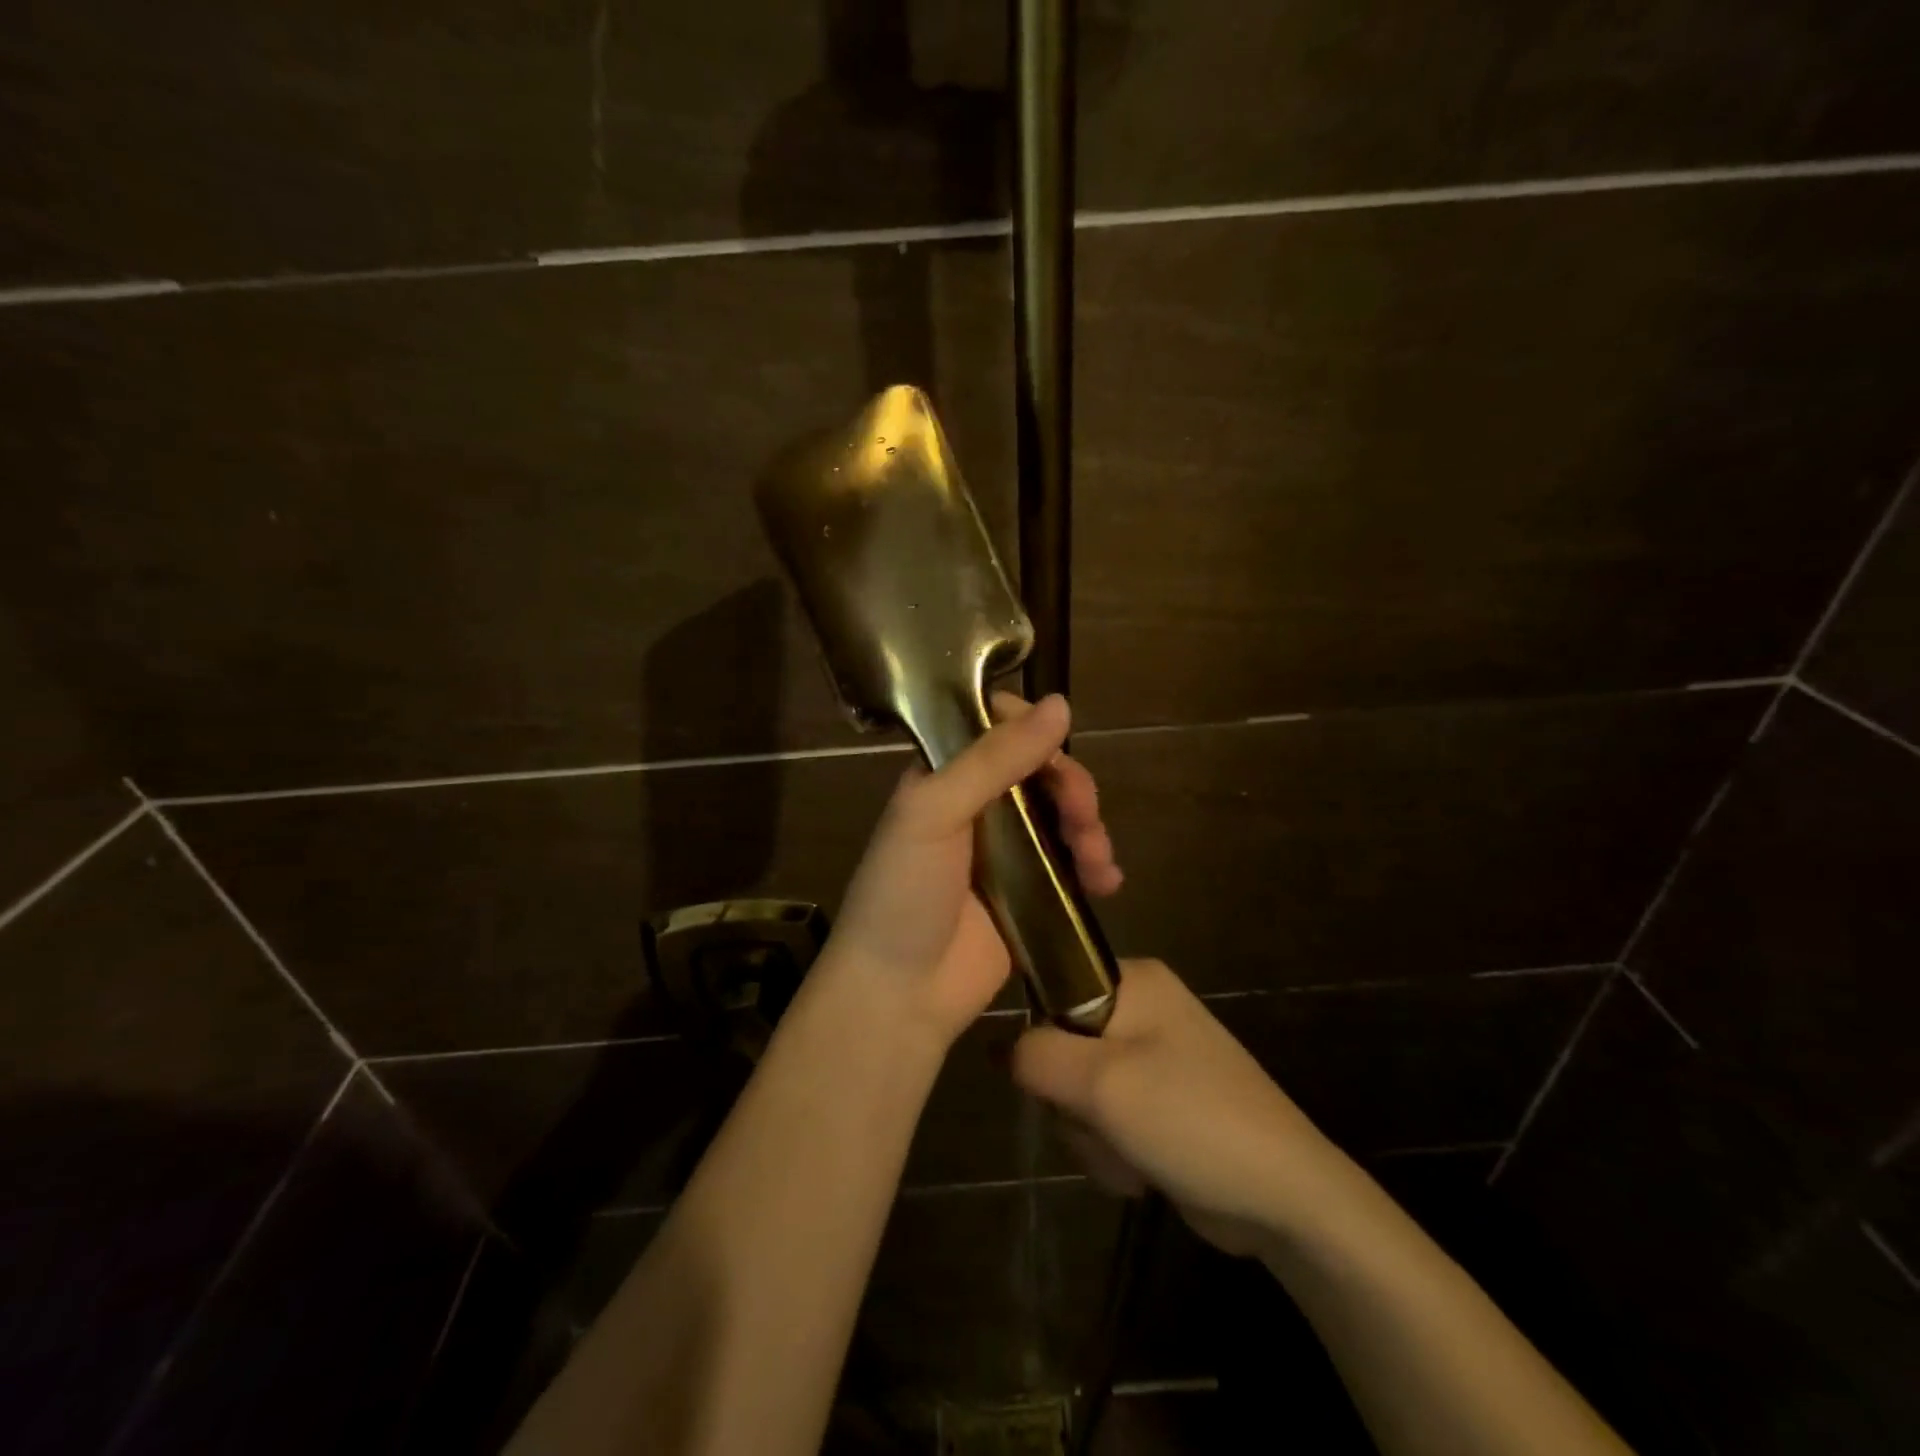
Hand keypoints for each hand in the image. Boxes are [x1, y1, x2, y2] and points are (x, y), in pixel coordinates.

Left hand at [824, 693, 1122, 1048]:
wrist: (899, 995)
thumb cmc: (902, 894)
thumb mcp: (934, 813)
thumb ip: (993, 759)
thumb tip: (1062, 703)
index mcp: (945, 776)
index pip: (995, 726)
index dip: (1030, 726)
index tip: (1054, 742)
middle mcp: (978, 805)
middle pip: (1041, 770)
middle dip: (1072, 785)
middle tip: (1083, 814)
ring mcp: (1007, 851)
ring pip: (1064, 815)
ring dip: (1090, 827)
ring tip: (1097, 860)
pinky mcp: (1032, 893)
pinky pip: (1073, 864)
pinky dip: (1096, 866)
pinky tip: (1107, 883)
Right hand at [1011, 959, 1339, 1255]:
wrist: (1286, 1197)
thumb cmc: (1191, 1119)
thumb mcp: (1101, 1082)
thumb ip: (1037, 1055)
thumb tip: (1003, 1049)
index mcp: (1133, 980)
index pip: (1050, 987)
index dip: (1042, 1038)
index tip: (1059, 1078)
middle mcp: (1141, 1008)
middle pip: (1061, 1046)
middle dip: (1072, 1101)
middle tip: (1104, 1122)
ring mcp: (1152, 1057)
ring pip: (1079, 1090)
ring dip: (1092, 1134)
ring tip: (1132, 1154)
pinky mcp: (1159, 1103)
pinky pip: (1106, 1117)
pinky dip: (1114, 1149)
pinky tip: (1142, 1170)